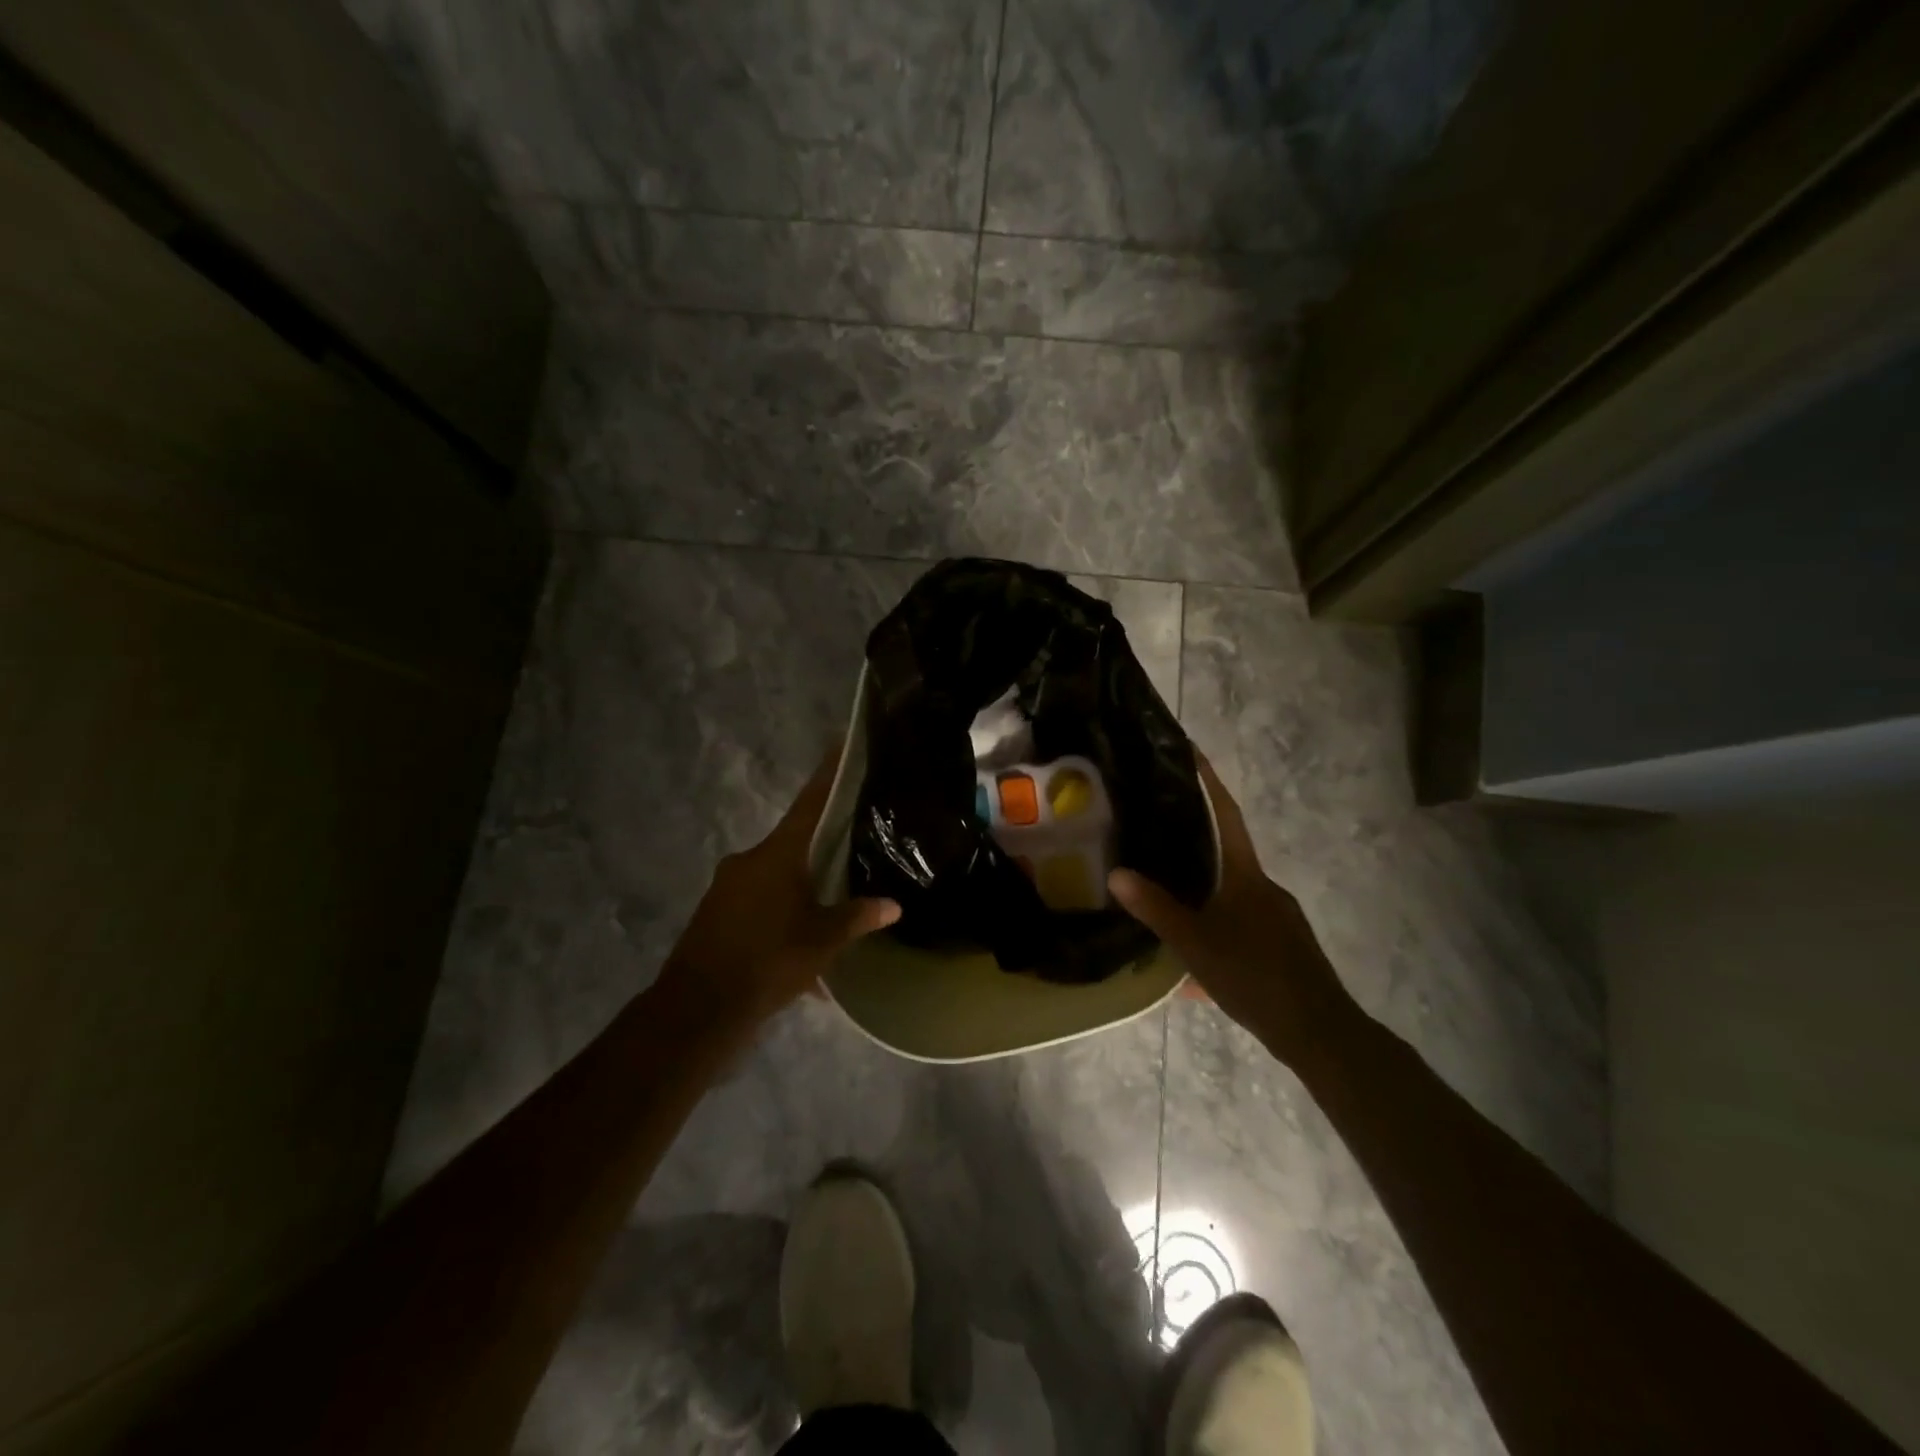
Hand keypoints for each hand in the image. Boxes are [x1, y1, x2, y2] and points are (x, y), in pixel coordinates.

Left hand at [656, 751, 899, 1030]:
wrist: (698, 1007)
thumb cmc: (769, 962)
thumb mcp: (822, 941)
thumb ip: (857, 917)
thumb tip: (893, 905)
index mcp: (777, 855)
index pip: (809, 804)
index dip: (827, 775)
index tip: (838, 745)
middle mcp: (749, 860)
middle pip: (792, 842)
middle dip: (818, 848)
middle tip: (848, 850)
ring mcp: (727, 885)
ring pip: (773, 876)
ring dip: (797, 889)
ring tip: (825, 911)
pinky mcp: (715, 911)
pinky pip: (755, 901)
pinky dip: (777, 914)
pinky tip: (795, 945)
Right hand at [1108, 754, 1358, 1071]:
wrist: (1317, 1030)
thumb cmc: (1253, 975)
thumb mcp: (1195, 943)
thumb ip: (1155, 909)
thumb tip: (1116, 875)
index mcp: (1246, 875)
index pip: (1226, 814)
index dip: (1210, 781)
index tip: (1193, 750)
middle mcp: (1265, 886)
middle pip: (1228, 850)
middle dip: (1196, 839)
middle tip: (1157, 832)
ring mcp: (1278, 915)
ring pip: (1234, 890)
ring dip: (1204, 888)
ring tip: (1168, 895)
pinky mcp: (1283, 943)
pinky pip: (1243, 919)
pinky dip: (1218, 921)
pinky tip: (1197, 949)